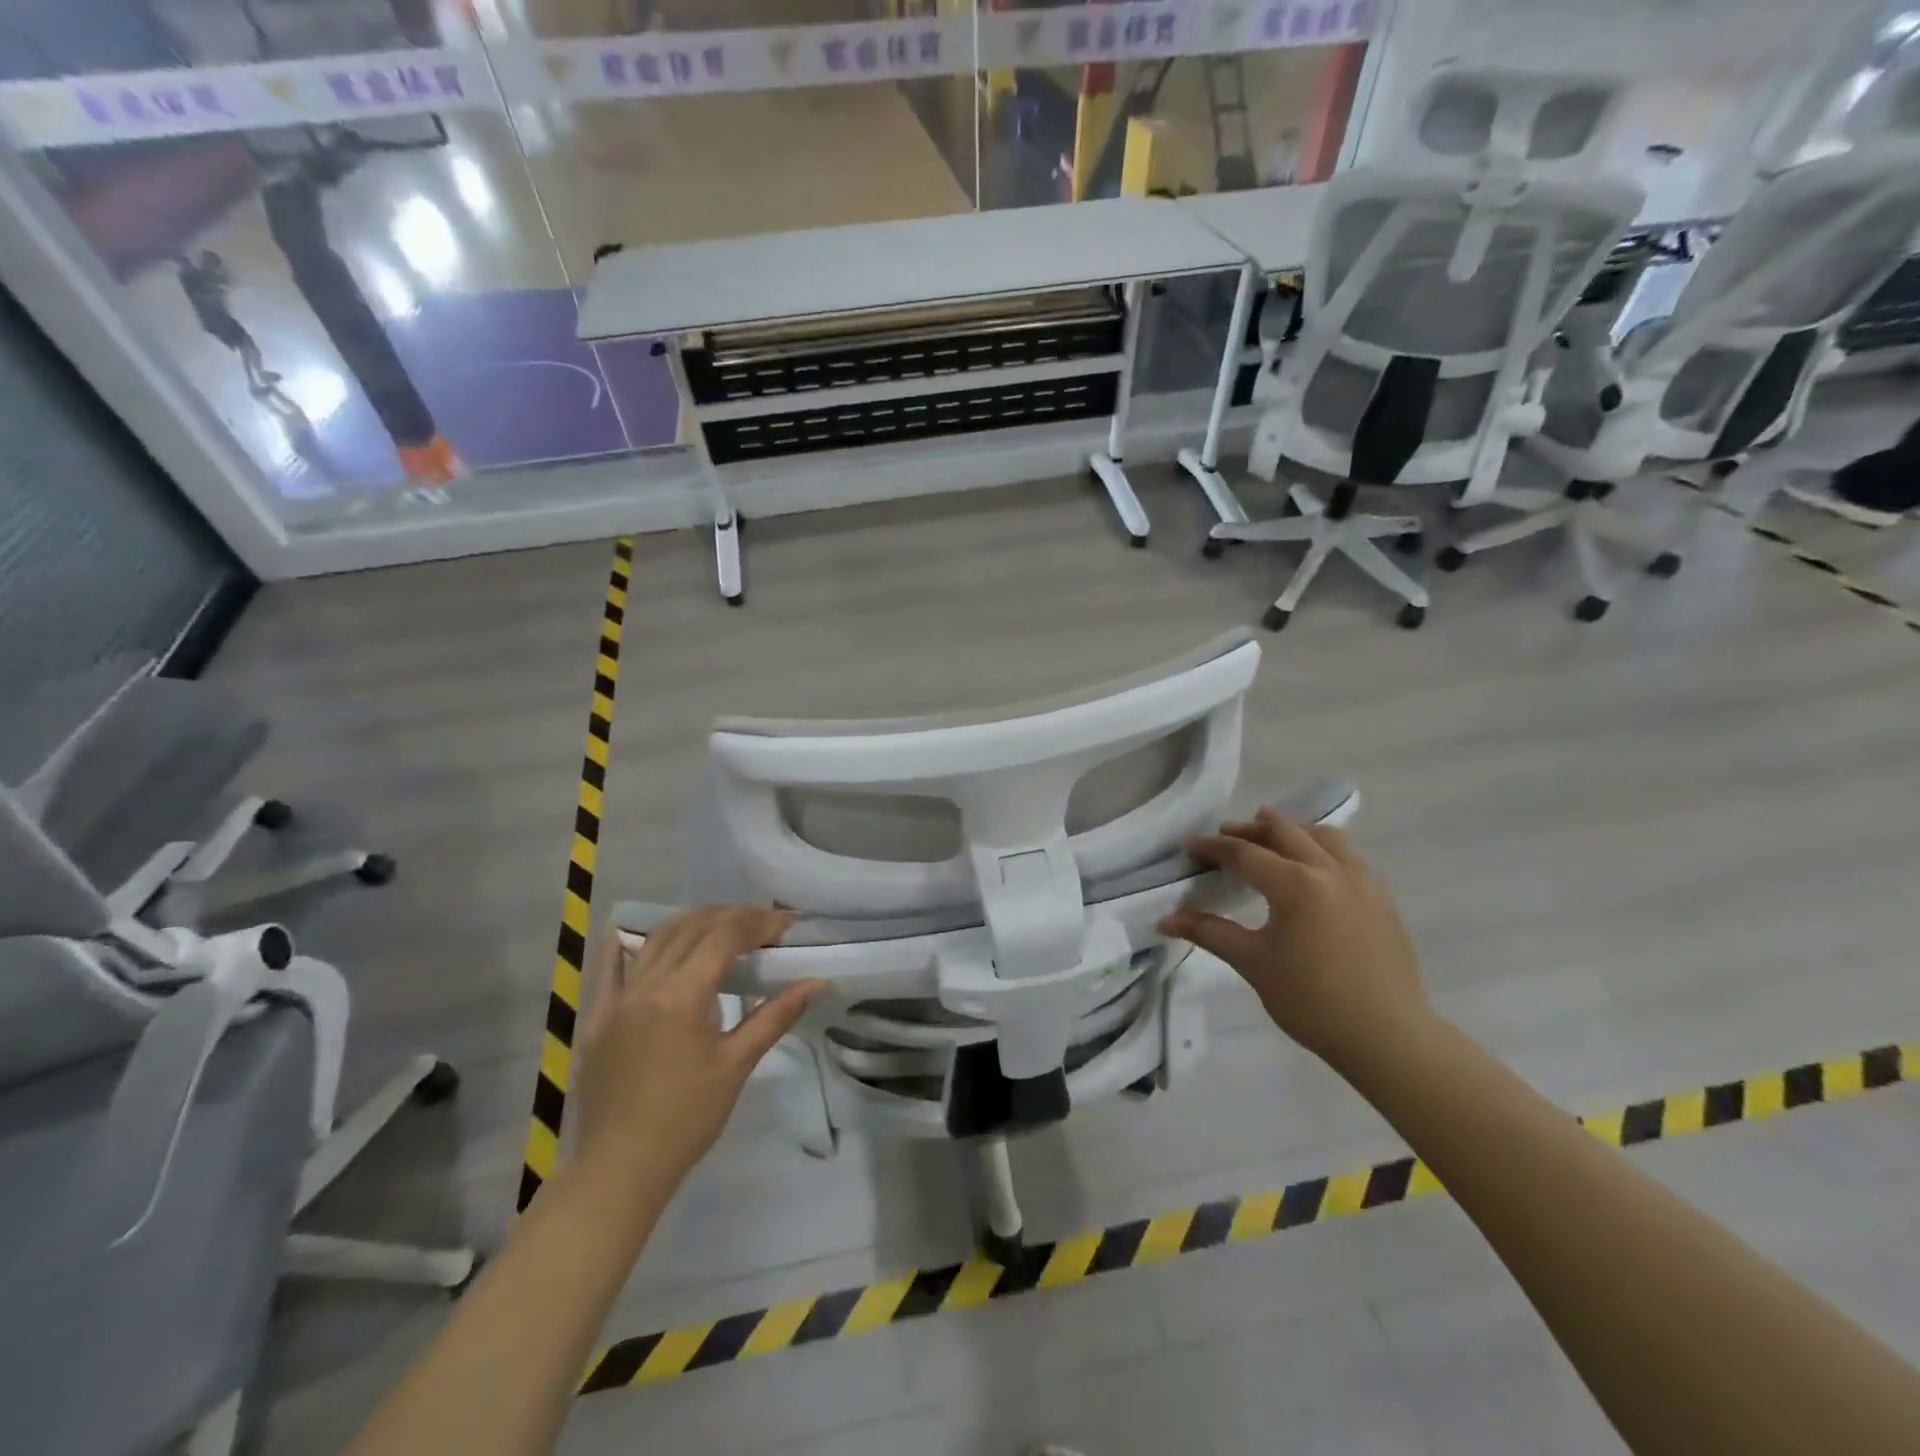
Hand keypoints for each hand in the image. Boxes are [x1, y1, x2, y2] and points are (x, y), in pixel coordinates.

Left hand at [571, 907, 824, 1195]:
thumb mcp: (737, 1065)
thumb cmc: (686, 1119)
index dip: (758, 923)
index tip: (785, 924)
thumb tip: (818, 982)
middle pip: (692, 928)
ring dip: (692, 922)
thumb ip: (776, 1015)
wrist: (620, 1170)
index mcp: (681, 994)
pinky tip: (634, 932)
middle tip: (763, 923)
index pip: (724, 937)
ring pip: (656, 939)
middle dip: (731, 917)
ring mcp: (617, 999)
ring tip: (721, 924)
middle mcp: (646, 984)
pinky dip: (627, 944)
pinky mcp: (597, 1017)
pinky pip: (609, 967)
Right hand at [1158, 808, 1428, 1072]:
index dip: (1213, 846)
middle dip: (1251, 829)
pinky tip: (1313, 870)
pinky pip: (1349, 856)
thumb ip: (1210, 932)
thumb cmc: (1312, 1001)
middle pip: (1285, 832)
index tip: (1189, 845)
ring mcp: (1363, 882)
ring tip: (1272, 841)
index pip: (1245, 853)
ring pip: (1324, 836)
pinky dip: (1322, 848)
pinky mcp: (1382, 899)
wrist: (1388, 1037)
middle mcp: (1331, 871)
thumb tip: (1165, 919)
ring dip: (1292, 831)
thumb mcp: (1254, 964)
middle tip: (1225, 835)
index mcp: (1296, 884)